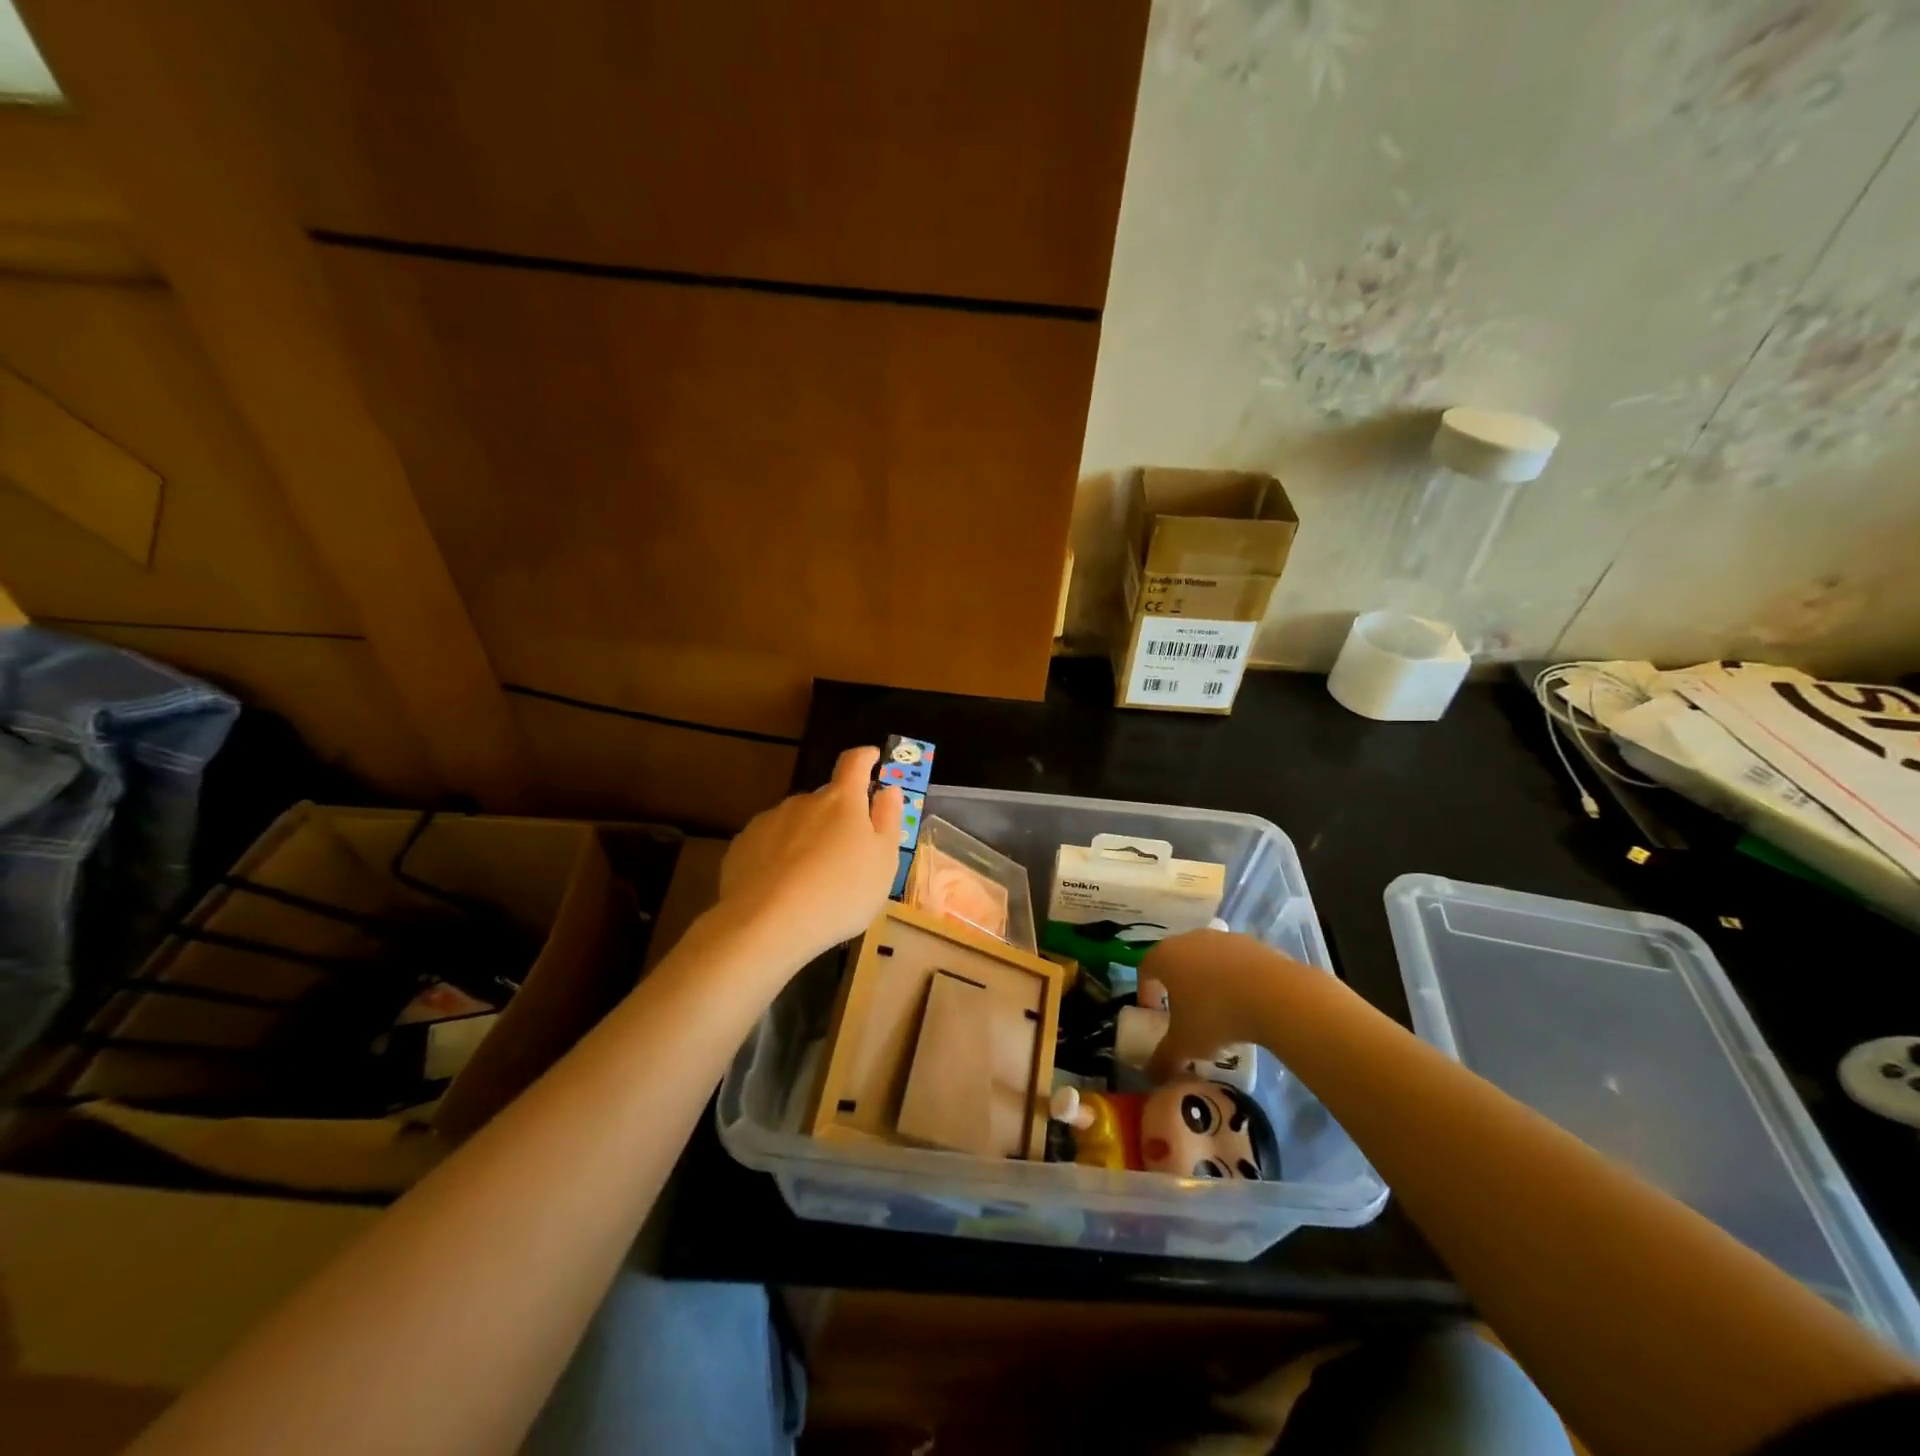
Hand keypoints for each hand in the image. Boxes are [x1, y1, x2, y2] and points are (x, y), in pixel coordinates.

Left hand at [715, 746, 903, 962]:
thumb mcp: (883, 861)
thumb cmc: (840, 893)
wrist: (766, 924)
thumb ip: (888, 820)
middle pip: (826, 799)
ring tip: (812, 878)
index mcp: (841, 800)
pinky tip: (783, 887)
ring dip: (808, 837)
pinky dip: (780, 856)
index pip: (854, 763)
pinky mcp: (742, 846)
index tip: (873, 758)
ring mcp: (769, 821)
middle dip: (838, 816)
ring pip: (797, 822)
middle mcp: (803, 801)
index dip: (866, 758)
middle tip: (847, 851)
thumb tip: (888, 789)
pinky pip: (769, 843)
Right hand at [1143, 929, 1309, 1080]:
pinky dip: (1235, 979)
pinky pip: (1235, 962)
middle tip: (1185, 1013)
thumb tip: (1152, 1076)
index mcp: (1165, 957)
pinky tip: (1247, 1002)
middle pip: (1176, 960)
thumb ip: (1164, 1058)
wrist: (1275, 995)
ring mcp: (1223, 938)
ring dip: (1208, 981)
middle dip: (1177, 985)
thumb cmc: (1215, 1014)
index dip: (1146, 991)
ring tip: (1220, 1010)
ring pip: (1207, 959)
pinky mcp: (1253, 943)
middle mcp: (1190, 939)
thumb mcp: (1185, 1044)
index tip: (1154, 1014)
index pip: (1145, 968)